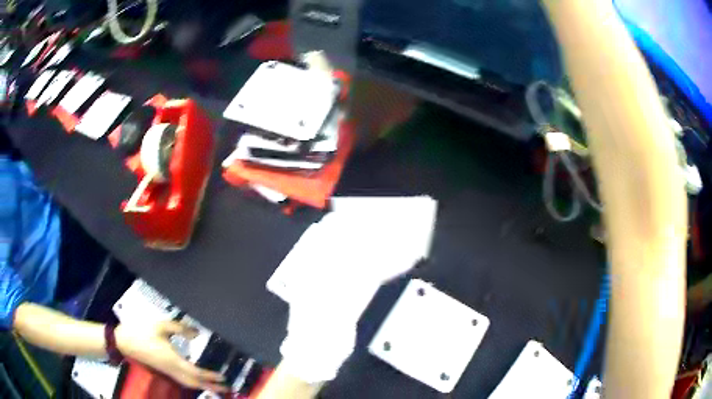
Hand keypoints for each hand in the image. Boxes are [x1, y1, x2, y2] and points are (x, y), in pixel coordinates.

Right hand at [115, 320, 226, 391]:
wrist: (125, 341)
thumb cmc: (143, 332)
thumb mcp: (161, 326)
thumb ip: (179, 328)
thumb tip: (196, 333)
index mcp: (173, 360)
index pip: (196, 372)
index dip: (210, 376)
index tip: (223, 377)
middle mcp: (172, 369)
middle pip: (195, 383)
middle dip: (211, 387)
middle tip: (226, 388)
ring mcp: (167, 371)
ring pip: (188, 384)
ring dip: (203, 386)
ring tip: (215, 387)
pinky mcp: (163, 370)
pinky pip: (182, 381)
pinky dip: (193, 383)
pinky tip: (197, 380)